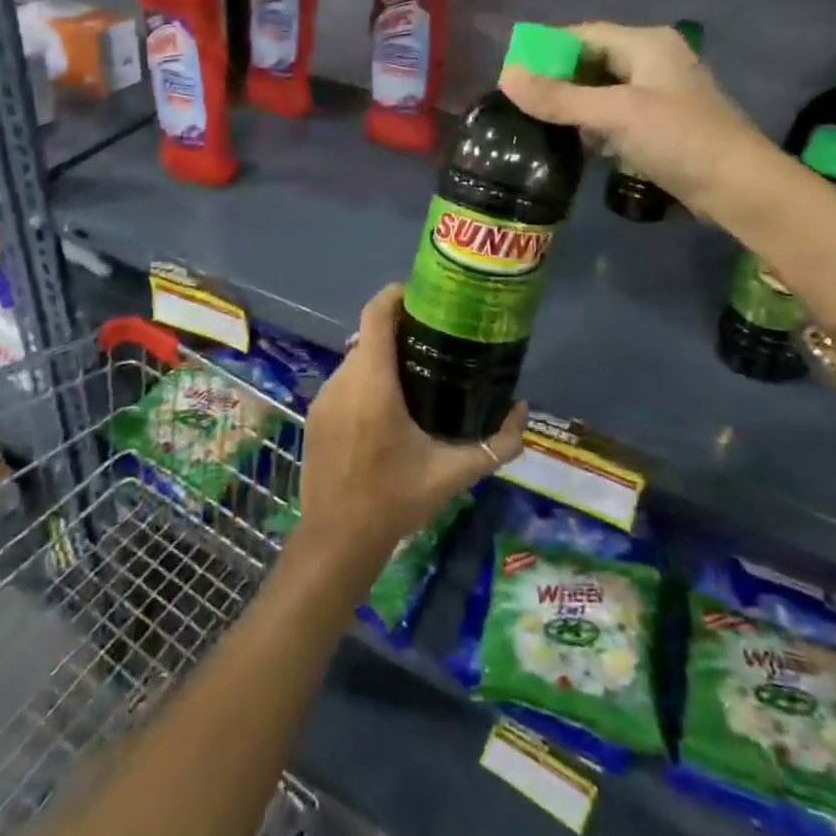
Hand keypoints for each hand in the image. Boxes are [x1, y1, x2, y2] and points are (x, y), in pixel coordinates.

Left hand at [293, 284, 525, 575]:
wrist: (336, 538)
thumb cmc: (395, 500)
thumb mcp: (453, 474)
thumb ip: (495, 444)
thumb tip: (522, 411)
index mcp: (372, 384)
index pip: (375, 315)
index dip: (395, 296)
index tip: (423, 297)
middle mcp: (343, 380)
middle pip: (368, 337)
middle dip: (397, 331)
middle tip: (433, 342)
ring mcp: (323, 397)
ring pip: (354, 360)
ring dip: (381, 359)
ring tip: (415, 375)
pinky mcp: (314, 415)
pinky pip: (343, 383)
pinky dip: (364, 382)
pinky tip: (386, 409)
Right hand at [499, 21, 771, 224]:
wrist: (738, 186)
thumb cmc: (679, 139)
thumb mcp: (615, 114)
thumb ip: (559, 97)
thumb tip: (506, 77)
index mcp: (646, 44)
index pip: (583, 34)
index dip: (546, 49)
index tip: (512, 73)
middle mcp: (653, 61)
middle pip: (591, 62)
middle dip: (557, 80)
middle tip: (520, 103)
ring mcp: (659, 94)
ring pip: (601, 91)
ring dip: (573, 106)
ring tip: (538, 124)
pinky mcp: (661, 124)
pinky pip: (615, 115)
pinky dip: (593, 125)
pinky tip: (575, 144)